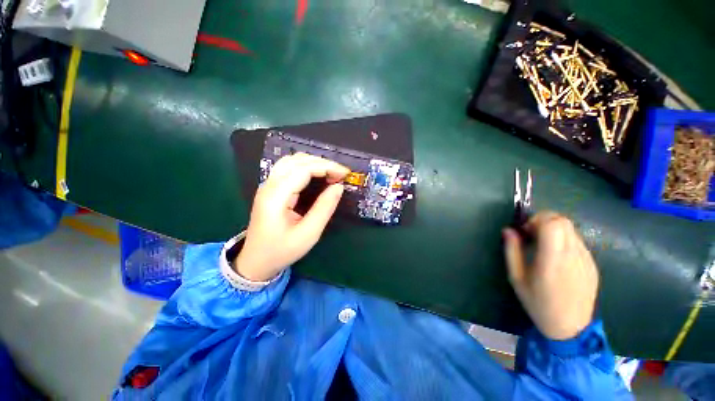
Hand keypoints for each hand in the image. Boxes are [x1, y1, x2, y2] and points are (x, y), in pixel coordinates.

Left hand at [234, 153, 348, 281]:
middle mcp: (269, 185)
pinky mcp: (271, 189)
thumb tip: (338, 187)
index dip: (327, 167)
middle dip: (322, 163)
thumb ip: (324, 208)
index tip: (344, 174)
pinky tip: (316, 175)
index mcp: (276, 196)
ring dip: (314, 163)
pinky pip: (289, 168)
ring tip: (331, 173)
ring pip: (292, 161)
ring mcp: (268, 185)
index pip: (303, 169)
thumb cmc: (282, 250)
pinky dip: (306, 167)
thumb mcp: (308, 234)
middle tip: (340, 174)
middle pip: (297, 160)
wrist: (256, 261)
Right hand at [503, 212, 598, 339]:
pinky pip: (577, 241)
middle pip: (563, 221)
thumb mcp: (516, 278)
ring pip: (571, 229)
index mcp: (553, 260)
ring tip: (543, 246)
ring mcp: (586, 259)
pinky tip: (556, 257)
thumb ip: (512, 251)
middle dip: (544, 220)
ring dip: (553, 230)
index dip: (536, 220)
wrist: (570, 327)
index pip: (553, 224)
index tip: (525, 231)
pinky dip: (563, 240)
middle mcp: (573, 255)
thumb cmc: (538, 303)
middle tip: (532, 235)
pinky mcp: (592, 264)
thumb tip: (508, 230)